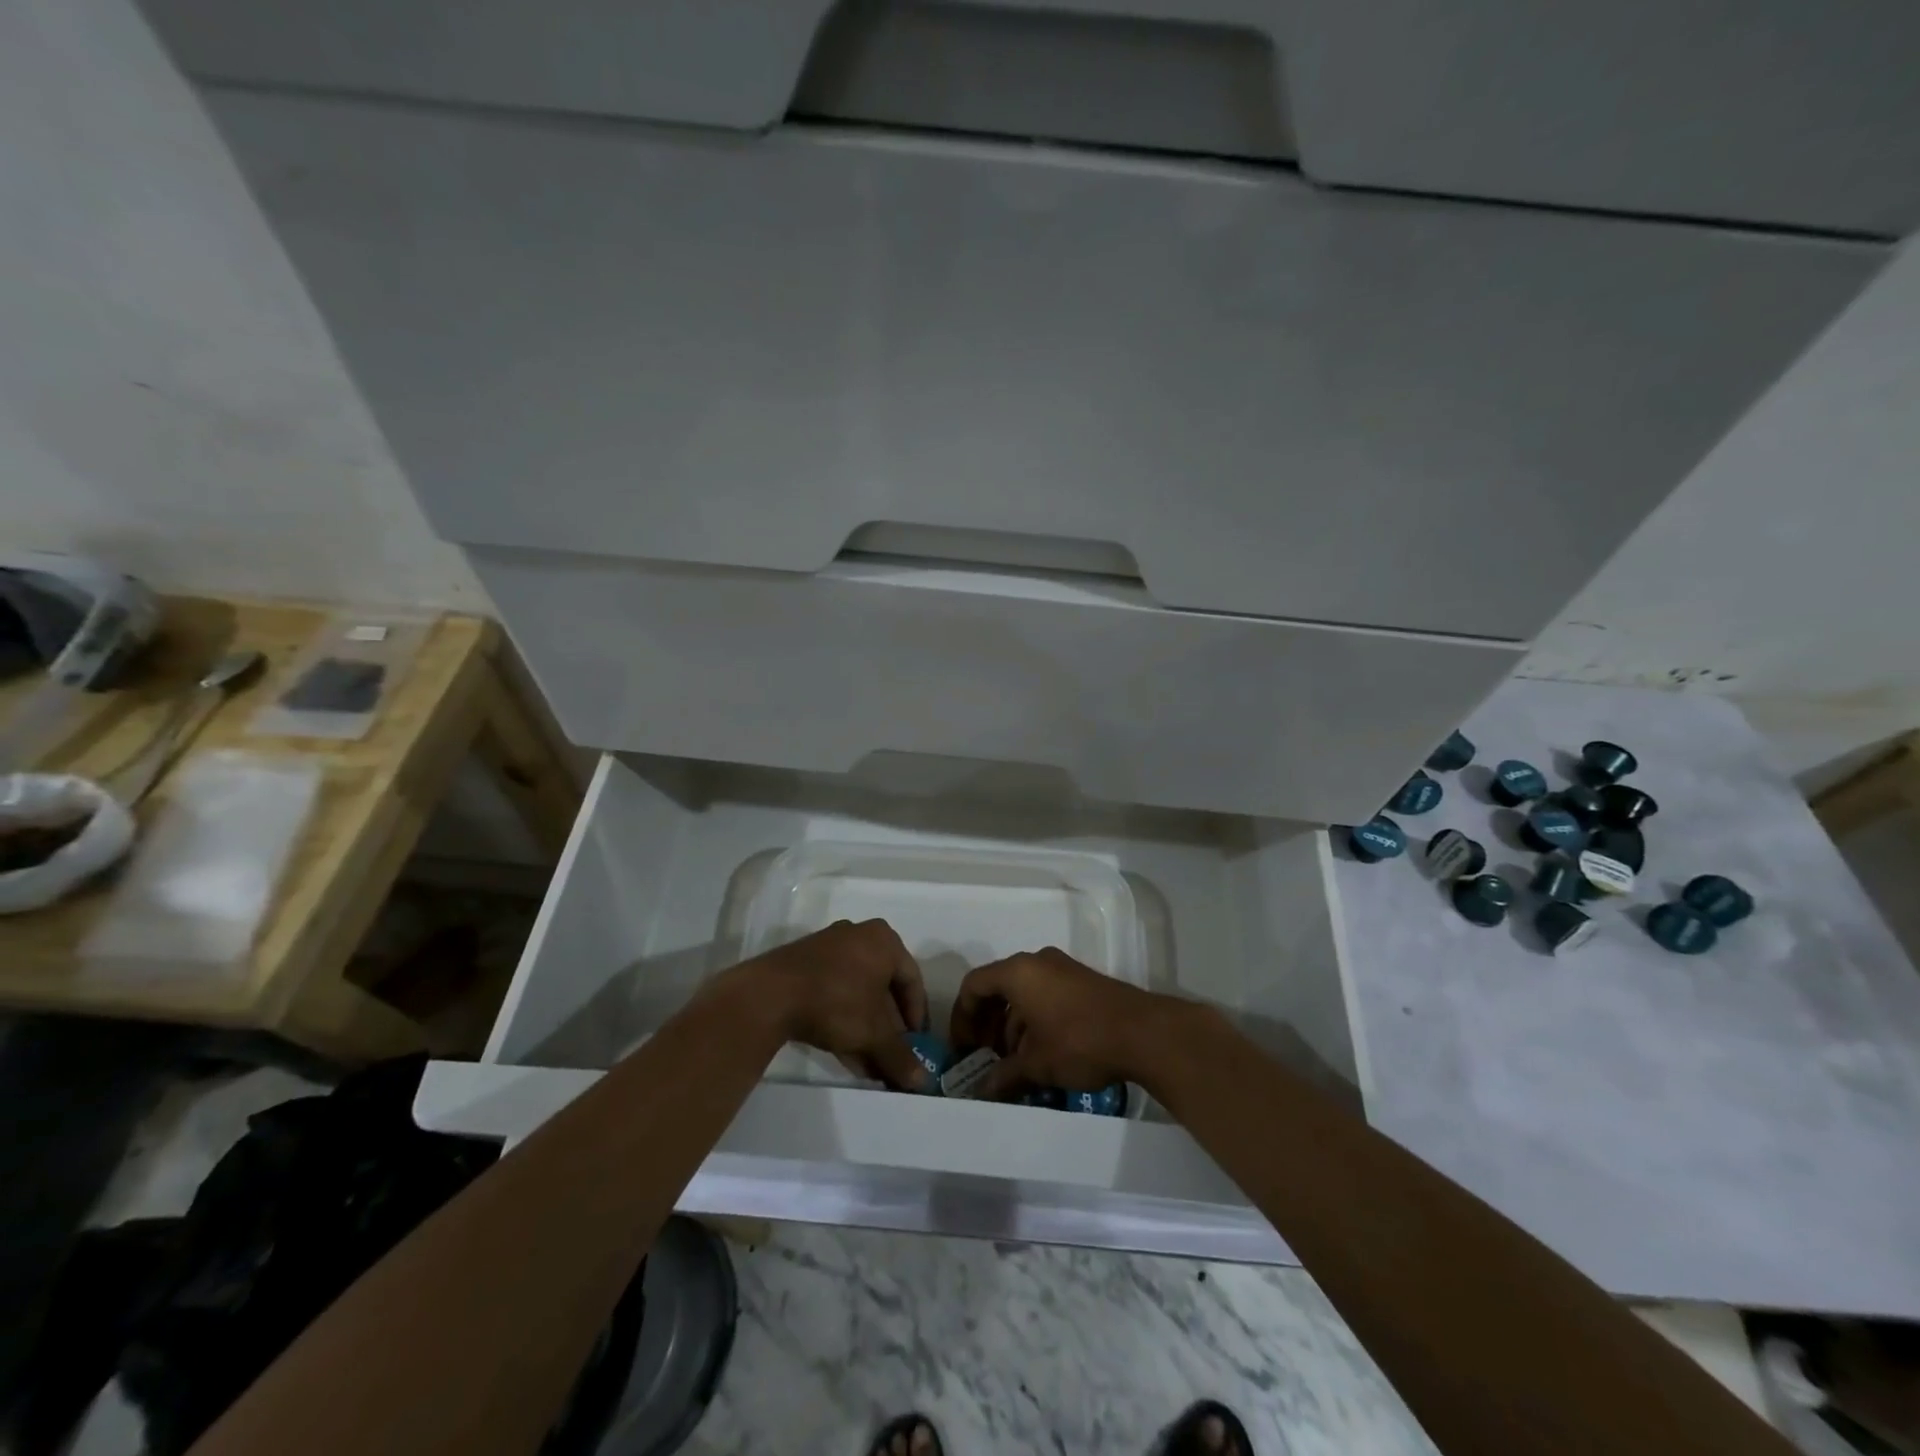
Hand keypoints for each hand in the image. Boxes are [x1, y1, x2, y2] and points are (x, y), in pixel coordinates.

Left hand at [744, 919, 930, 1090]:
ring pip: (858, 993)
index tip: (917, 1046)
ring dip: (867, 1029)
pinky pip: (835, 992)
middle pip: (884, 988)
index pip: (913, 980)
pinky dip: (844, 1019)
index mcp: (884, 940)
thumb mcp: (874, 1034)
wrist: (770, 995)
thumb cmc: (836, 1002)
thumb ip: (900, 1057)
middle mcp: (859, 936)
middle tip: (893, 1056)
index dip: (917, 1017)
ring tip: (869, 1063)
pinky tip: (845, 1052)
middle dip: (889, 1028)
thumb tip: (922, 1083)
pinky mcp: (804, 964)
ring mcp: (829, 948)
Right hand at [948, 946, 1165, 1099]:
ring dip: (1012, 1028)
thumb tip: (980, 1093)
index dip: (963, 1018)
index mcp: (1018, 972)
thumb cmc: (1079, 1041)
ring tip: (1014, 1065)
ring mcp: (1063, 970)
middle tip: (985, 1059)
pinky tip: (1042, 1056)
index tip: (963, 1050)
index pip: (974, 986)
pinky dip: (1034, 1022)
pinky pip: (1045, 997)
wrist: (1144, 1033)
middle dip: (988, 1025)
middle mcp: (1037, 962)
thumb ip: (1003, 1076)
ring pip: (1024, 995)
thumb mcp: (1036, 1064)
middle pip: (998, 988)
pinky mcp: (1082, 983)